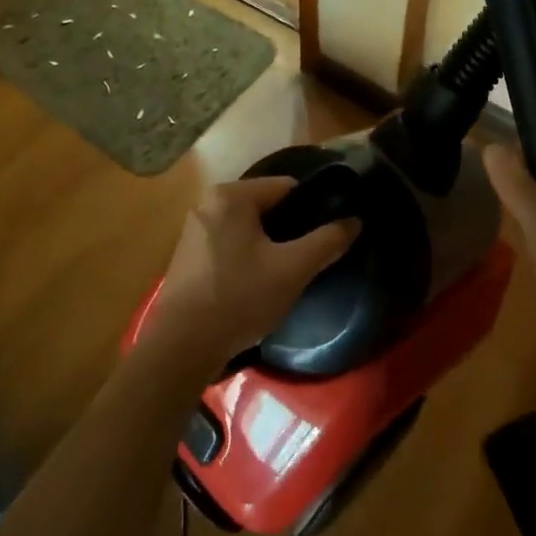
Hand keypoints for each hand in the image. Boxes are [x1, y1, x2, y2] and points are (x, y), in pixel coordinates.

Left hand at [146, 176, 359, 371]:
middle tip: (312, 257)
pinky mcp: (188, 256)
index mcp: (231, 195)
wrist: (181, 348)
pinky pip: (231, 244)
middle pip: (267, 207)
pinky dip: (248, 257)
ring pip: (249, 228)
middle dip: (291, 229)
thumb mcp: (293, 269)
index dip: (314, 208)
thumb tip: (354, 220)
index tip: (330, 232)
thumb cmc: (239, 298)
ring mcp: (195, 230)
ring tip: (289, 273)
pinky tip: (259, 284)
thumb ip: (327, 241)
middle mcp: (208, 203)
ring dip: (270, 246)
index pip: (287, 187)